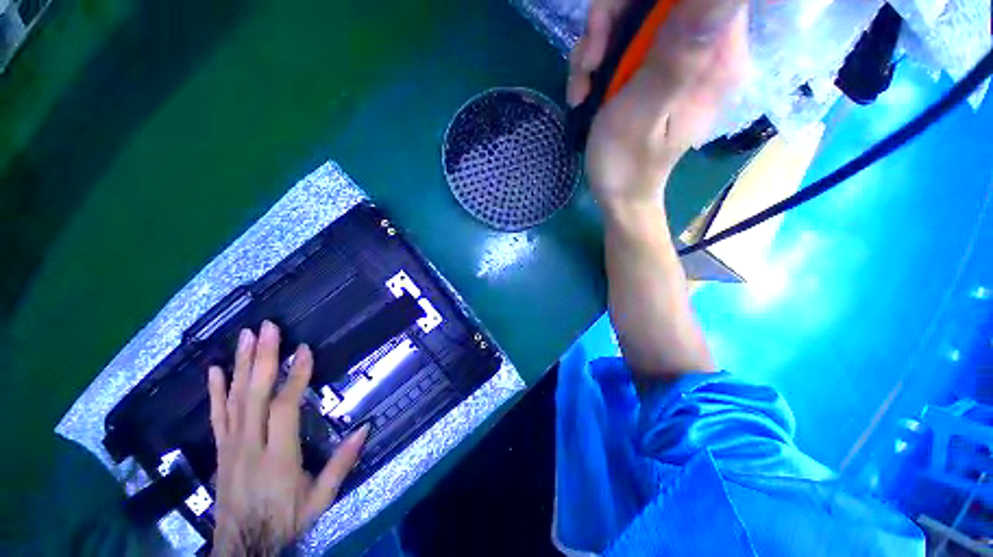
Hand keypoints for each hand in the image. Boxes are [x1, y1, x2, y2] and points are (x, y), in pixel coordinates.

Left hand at [207, 321, 368, 555]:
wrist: (242, 547)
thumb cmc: (285, 520)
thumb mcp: (320, 499)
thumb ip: (342, 463)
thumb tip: (366, 428)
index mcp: (278, 457)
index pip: (284, 408)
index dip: (294, 377)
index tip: (304, 349)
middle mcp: (249, 446)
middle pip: (254, 395)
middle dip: (261, 358)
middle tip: (267, 328)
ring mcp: (230, 446)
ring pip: (234, 399)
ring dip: (240, 365)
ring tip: (245, 336)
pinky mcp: (221, 449)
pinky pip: (216, 415)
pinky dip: (215, 390)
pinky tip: (214, 369)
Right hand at [568, 0, 748, 208]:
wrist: (618, 193)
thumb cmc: (627, 164)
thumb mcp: (643, 112)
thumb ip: (677, 54)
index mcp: (716, 59)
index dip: (646, 1)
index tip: (610, 30)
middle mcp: (705, 49)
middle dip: (613, 20)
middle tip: (589, 64)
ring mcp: (676, 56)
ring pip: (635, 14)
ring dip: (598, 44)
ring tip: (582, 87)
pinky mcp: (653, 67)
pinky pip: (623, 39)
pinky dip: (596, 59)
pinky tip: (584, 91)